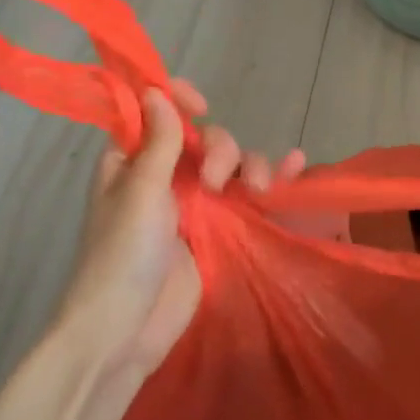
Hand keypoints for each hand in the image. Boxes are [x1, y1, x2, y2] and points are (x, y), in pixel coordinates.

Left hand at [64, 80, 304, 379]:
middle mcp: (165, 176)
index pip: (157, 113)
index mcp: (133, 161)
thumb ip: (159, 141)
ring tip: (257, 191)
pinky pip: (247, 193)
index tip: (201, 104)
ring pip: (232, 163)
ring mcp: (195, 203)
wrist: (127, 329)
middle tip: (215, 182)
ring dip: (250, 165)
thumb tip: (156, 90)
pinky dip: (272, 177)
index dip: (177, 100)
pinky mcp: (219, 229)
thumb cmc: (123, 254)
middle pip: (204, 139)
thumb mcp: (140, 190)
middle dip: (221, 149)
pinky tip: (296, 165)